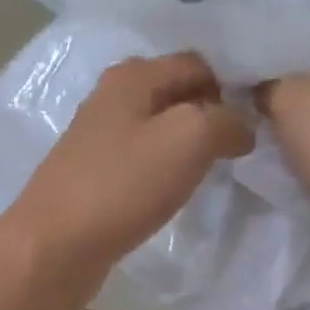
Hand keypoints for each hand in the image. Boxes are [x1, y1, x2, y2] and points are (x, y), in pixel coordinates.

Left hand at [0, 53, 252, 309]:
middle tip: (239, 149)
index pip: (198, 64)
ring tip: (213, 172)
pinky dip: (165, 169)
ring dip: (189, 145)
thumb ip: (225, 120)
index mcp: (132, 76)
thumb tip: (241, 127)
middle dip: (211, 116)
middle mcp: (112, 97)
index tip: (255, 125)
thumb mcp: (188, 139)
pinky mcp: (94, 173)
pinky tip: (175, 192)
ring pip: (160, 128)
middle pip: (178, 94)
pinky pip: (143, 159)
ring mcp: (99, 137)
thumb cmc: (122, 185)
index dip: (230, 88)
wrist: (54, 245)